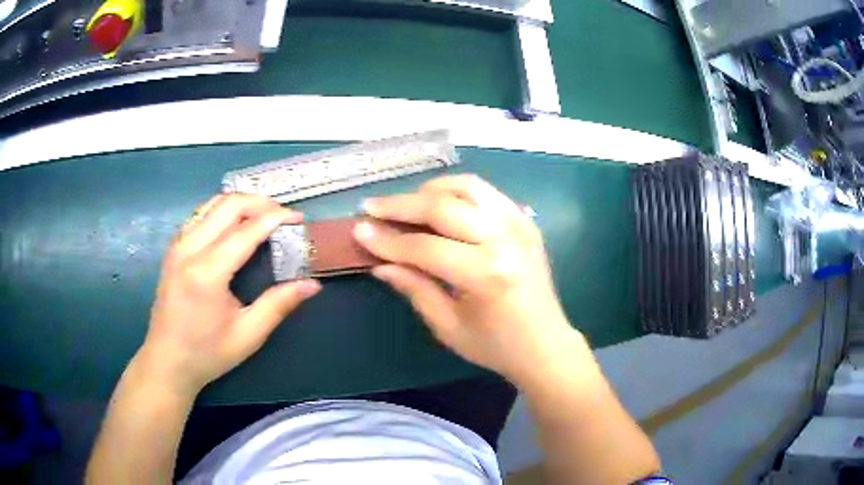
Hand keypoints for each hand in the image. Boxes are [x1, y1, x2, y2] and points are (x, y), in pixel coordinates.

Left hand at [137, 194, 320, 396]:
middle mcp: (189, 248)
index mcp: (207, 272)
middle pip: (228, 205)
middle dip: (259, 203)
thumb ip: (278, 305)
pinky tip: (234, 226)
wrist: (167, 361)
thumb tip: (312, 285)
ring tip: (263, 217)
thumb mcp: (247, 335)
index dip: (276, 218)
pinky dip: (222, 211)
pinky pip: (200, 215)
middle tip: (282, 216)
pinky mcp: (173, 248)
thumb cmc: (207, 353)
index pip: (246, 230)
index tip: (299, 218)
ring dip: (241, 204)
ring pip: (212, 204)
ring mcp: (178, 245)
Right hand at [354, 174, 579, 385]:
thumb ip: (414, 288)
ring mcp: (519, 224)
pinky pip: (485, 192)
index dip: (388, 240)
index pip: (425, 247)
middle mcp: (505, 240)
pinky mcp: (525, 220)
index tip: (359, 231)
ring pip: (466, 187)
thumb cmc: (496, 346)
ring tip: (405, 204)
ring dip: (430, 190)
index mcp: (487, 274)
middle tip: (372, 207)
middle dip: (401, 204)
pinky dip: (457, 192)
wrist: (546, 344)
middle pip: (444, 206)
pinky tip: (439, 205)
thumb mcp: (448, 327)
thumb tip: (379, 262)